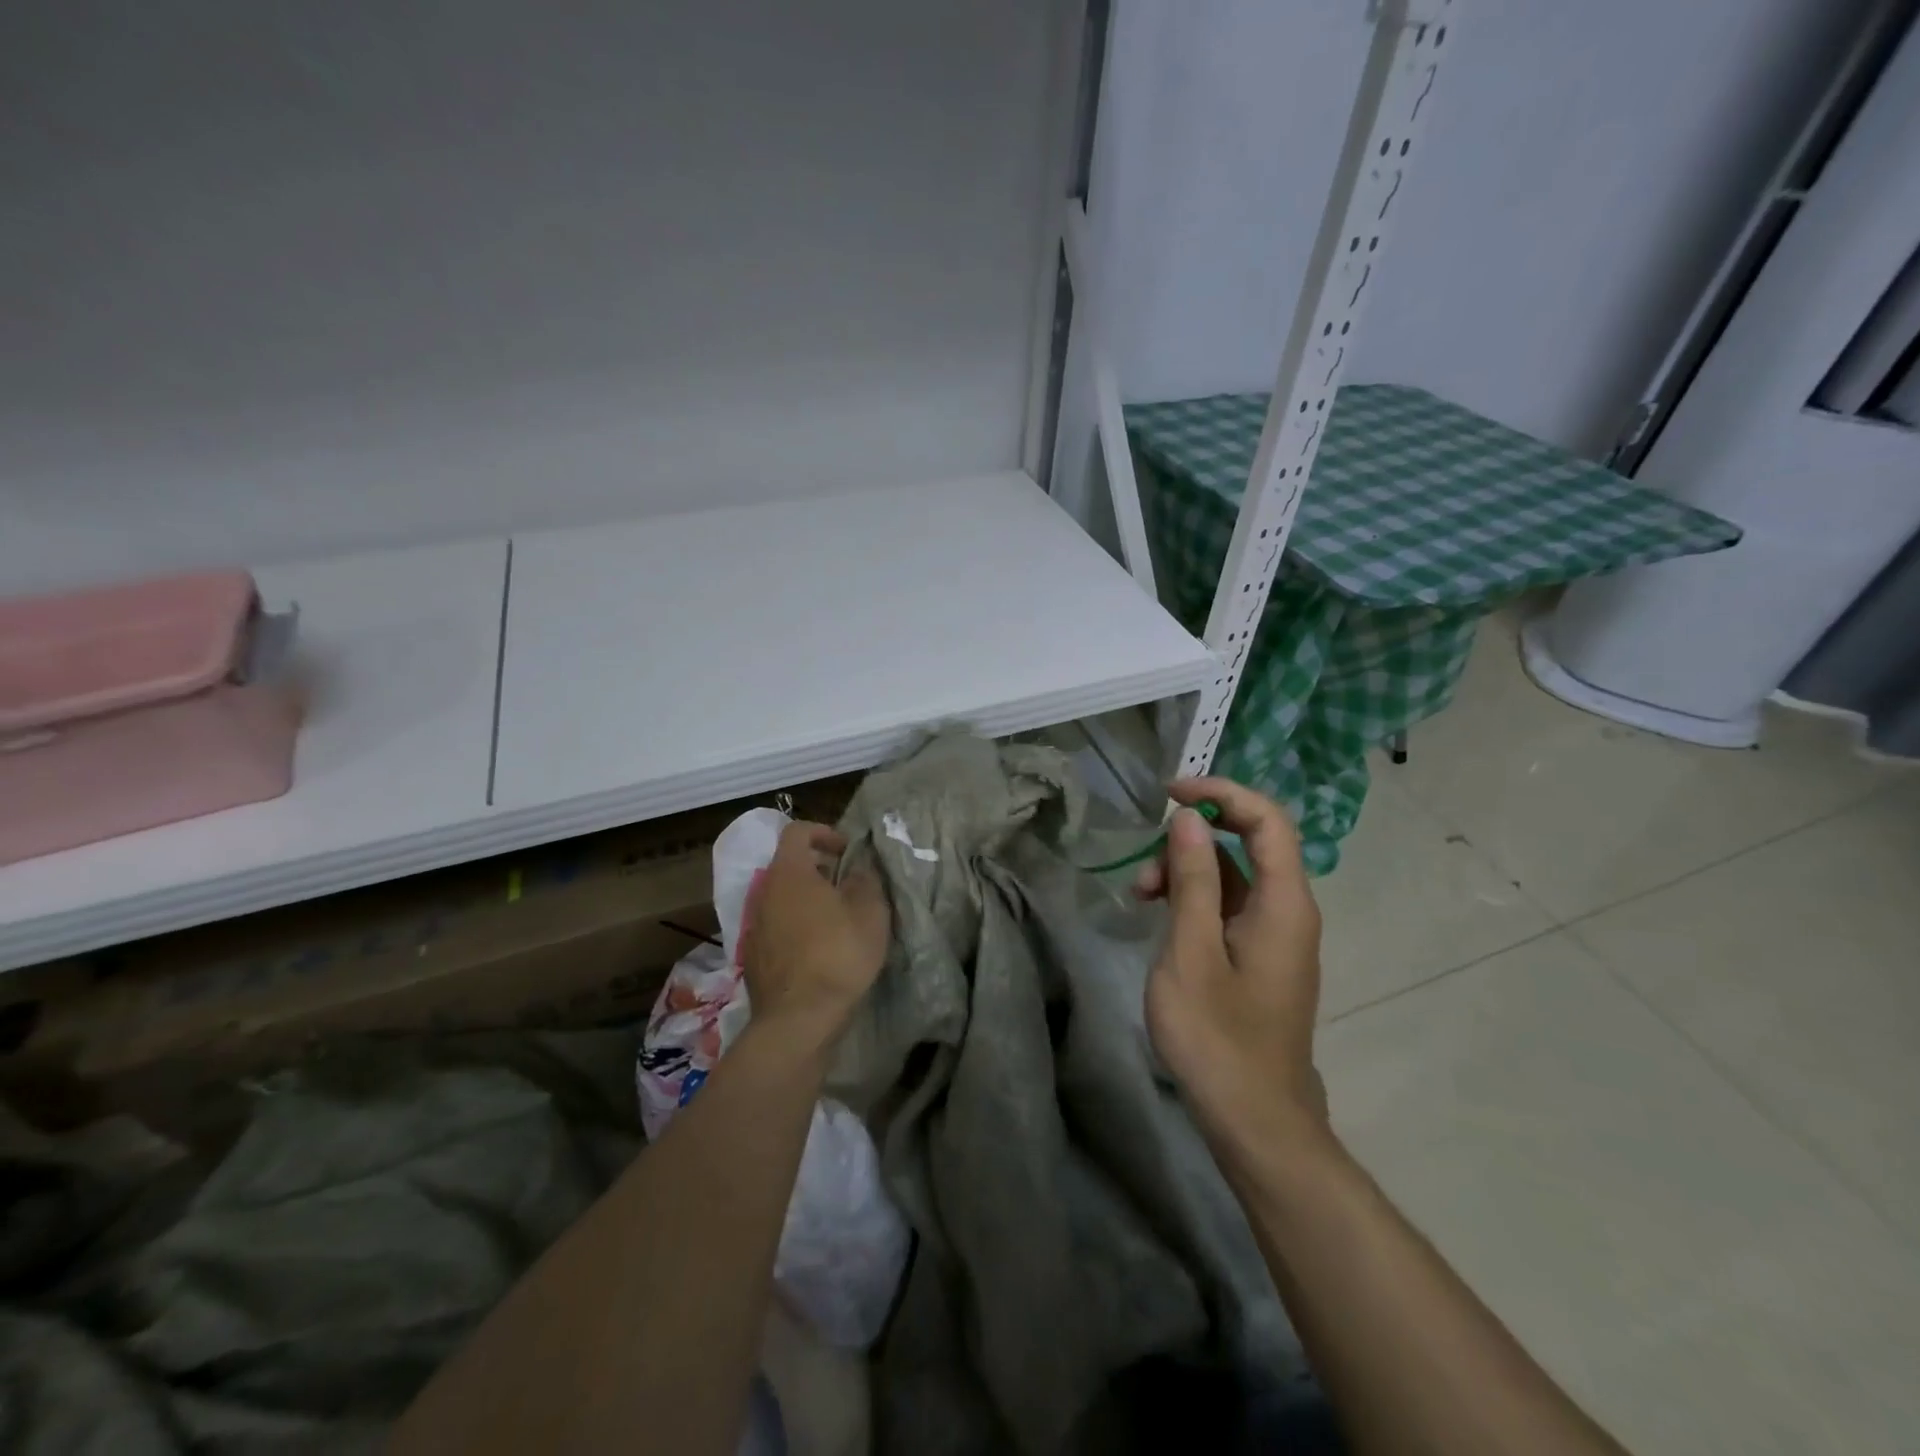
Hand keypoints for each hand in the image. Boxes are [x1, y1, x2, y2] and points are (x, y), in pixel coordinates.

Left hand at [740, 821, 890, 1051]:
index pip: (797, 832)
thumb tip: (857, 868)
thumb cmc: (838, 955)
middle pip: (788, 866)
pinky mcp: (754, 958)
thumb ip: (865, 880)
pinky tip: (820, 952)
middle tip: (848, 886)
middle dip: (818, 870)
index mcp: (789, 873)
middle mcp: (764, 893)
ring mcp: (755, 927)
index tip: (847, 851)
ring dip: (807, 901)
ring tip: (837, 921)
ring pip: (782, 899)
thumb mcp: (869, 912)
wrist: (798, 1020)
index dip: (823, 833)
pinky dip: (797, 928)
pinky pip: (777, 928)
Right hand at [1135, 778, 1326, 1146]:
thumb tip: (1191, 819)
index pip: (1266, 819)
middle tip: (1143, 871)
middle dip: (1191, 842)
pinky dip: (1193, 901)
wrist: (1254, 1121)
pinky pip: (1228, 907)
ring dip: (1185, 873)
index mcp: (1284, 903)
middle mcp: (1288, 910)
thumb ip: (1195, 879)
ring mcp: (1275, 935)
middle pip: (1247, 844)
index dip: (1221, 793)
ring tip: (1139, 899)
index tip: (1169, 794)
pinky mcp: (1258, 957)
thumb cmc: (1217, 1036)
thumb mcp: (1191, 950)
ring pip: (1232, 877)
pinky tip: (1158, 919)